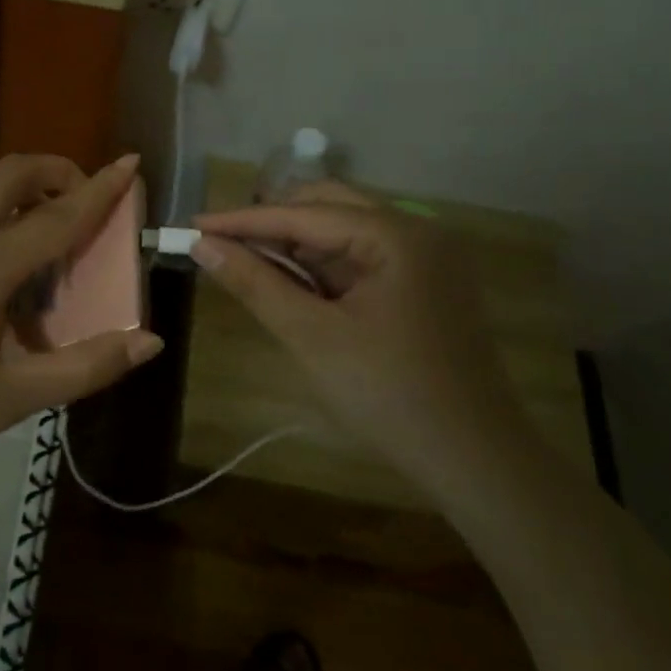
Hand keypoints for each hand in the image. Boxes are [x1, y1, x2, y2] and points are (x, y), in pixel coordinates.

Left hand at [0, 153, 162, 482]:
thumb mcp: (16, 398)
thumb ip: (86, 367)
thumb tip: (150, 341)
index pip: (54, 218)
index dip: (99, 191)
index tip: (130, 163)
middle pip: (11, 174)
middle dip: (56, 171)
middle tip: (85, 200)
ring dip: (21, 181)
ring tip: (47, 214)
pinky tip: (1, 236)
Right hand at [193, 183, 516, 465]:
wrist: (477, 463)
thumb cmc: (390, 396)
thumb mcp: (312, 336)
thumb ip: (255, 283)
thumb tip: (202, 245)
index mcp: (397, 235)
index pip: (304, 214)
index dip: (243, 220)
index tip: (193, 224)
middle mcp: (417, 230)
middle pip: (327, 207)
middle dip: (271, 224)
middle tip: (220, 244)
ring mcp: (426, 257)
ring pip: (344, 231)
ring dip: (296, 246)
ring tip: (247, 263)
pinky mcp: (426, 283)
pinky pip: (362, 258)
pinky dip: (323, 268)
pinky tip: (293, 285)